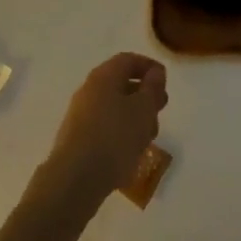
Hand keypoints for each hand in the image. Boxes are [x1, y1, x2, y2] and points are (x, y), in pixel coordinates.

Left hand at [38, 52, 167, 211]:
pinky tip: (130, 152)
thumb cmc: (114, 137)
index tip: (165, 82)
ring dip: (134, 118)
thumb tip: (155, 73)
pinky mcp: (77, 139)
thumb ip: (152, 88)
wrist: (75, 180)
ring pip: (114, 108)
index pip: (129, 60)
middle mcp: (89, 90)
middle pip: (121, 84)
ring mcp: (80, 115)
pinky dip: (121, 133)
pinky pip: (104, 127)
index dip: (149, 67)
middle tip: (160, 111)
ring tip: (148, 138)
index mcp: (103, 76)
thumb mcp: (143, 109)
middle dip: (144, 96)